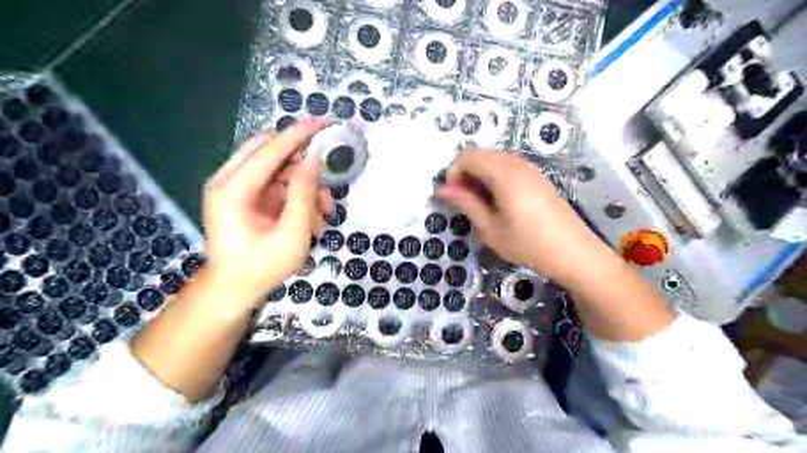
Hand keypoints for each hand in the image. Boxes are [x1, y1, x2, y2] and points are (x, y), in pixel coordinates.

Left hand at [204, 121, 331, 304]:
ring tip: (324, 210)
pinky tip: (311, 215)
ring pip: (275, 167)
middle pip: (268, 149)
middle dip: (302, 158)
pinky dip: (295, 194)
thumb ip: (304, 194)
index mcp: (233, 190)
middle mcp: (227, 181)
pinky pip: (274, 183)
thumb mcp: (292, 235)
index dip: (299, 134)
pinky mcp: (243, 197)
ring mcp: (233, 188)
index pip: (270, 149)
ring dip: (303, 182)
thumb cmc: (262, 268)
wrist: (233, 290)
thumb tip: (314, 159)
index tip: (325, 123)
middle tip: (327, 170)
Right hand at [439, 148, 608, 282]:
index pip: (467, 156)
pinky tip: (498, 201)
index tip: (452, 197)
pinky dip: (495, 177)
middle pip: (480, 154)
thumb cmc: (528, 244)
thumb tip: (442, 190)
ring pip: (494, 159)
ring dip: (480, 175)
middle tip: (464, 202)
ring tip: (480, 204)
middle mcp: (517, 163)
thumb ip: (466, 204)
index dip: (453, 173)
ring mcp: (530, 168)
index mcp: (504, 174)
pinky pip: (508, 166)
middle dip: (465, 173)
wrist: (573, 253)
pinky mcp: (538, 177)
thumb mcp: (490, 228)